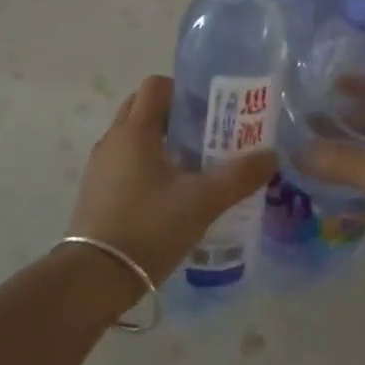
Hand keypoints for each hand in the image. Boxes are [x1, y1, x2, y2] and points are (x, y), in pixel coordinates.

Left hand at [67, 75, 275, 285]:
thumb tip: (271, 156)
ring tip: (192, 166)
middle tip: (205, 135)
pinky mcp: (95, 192)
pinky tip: (168, 195)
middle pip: (143, 107)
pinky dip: (145, 165)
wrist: (93, 279)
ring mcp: (100, 166)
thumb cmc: (148, 227)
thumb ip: (239, 176)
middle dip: (174, 115)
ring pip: (133, 136)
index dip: (184, 90)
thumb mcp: (202, 202)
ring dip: (160, 141)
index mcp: (135, 130)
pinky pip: (123, 162)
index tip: (209, 110)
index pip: (156, 85)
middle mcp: (113, 139)